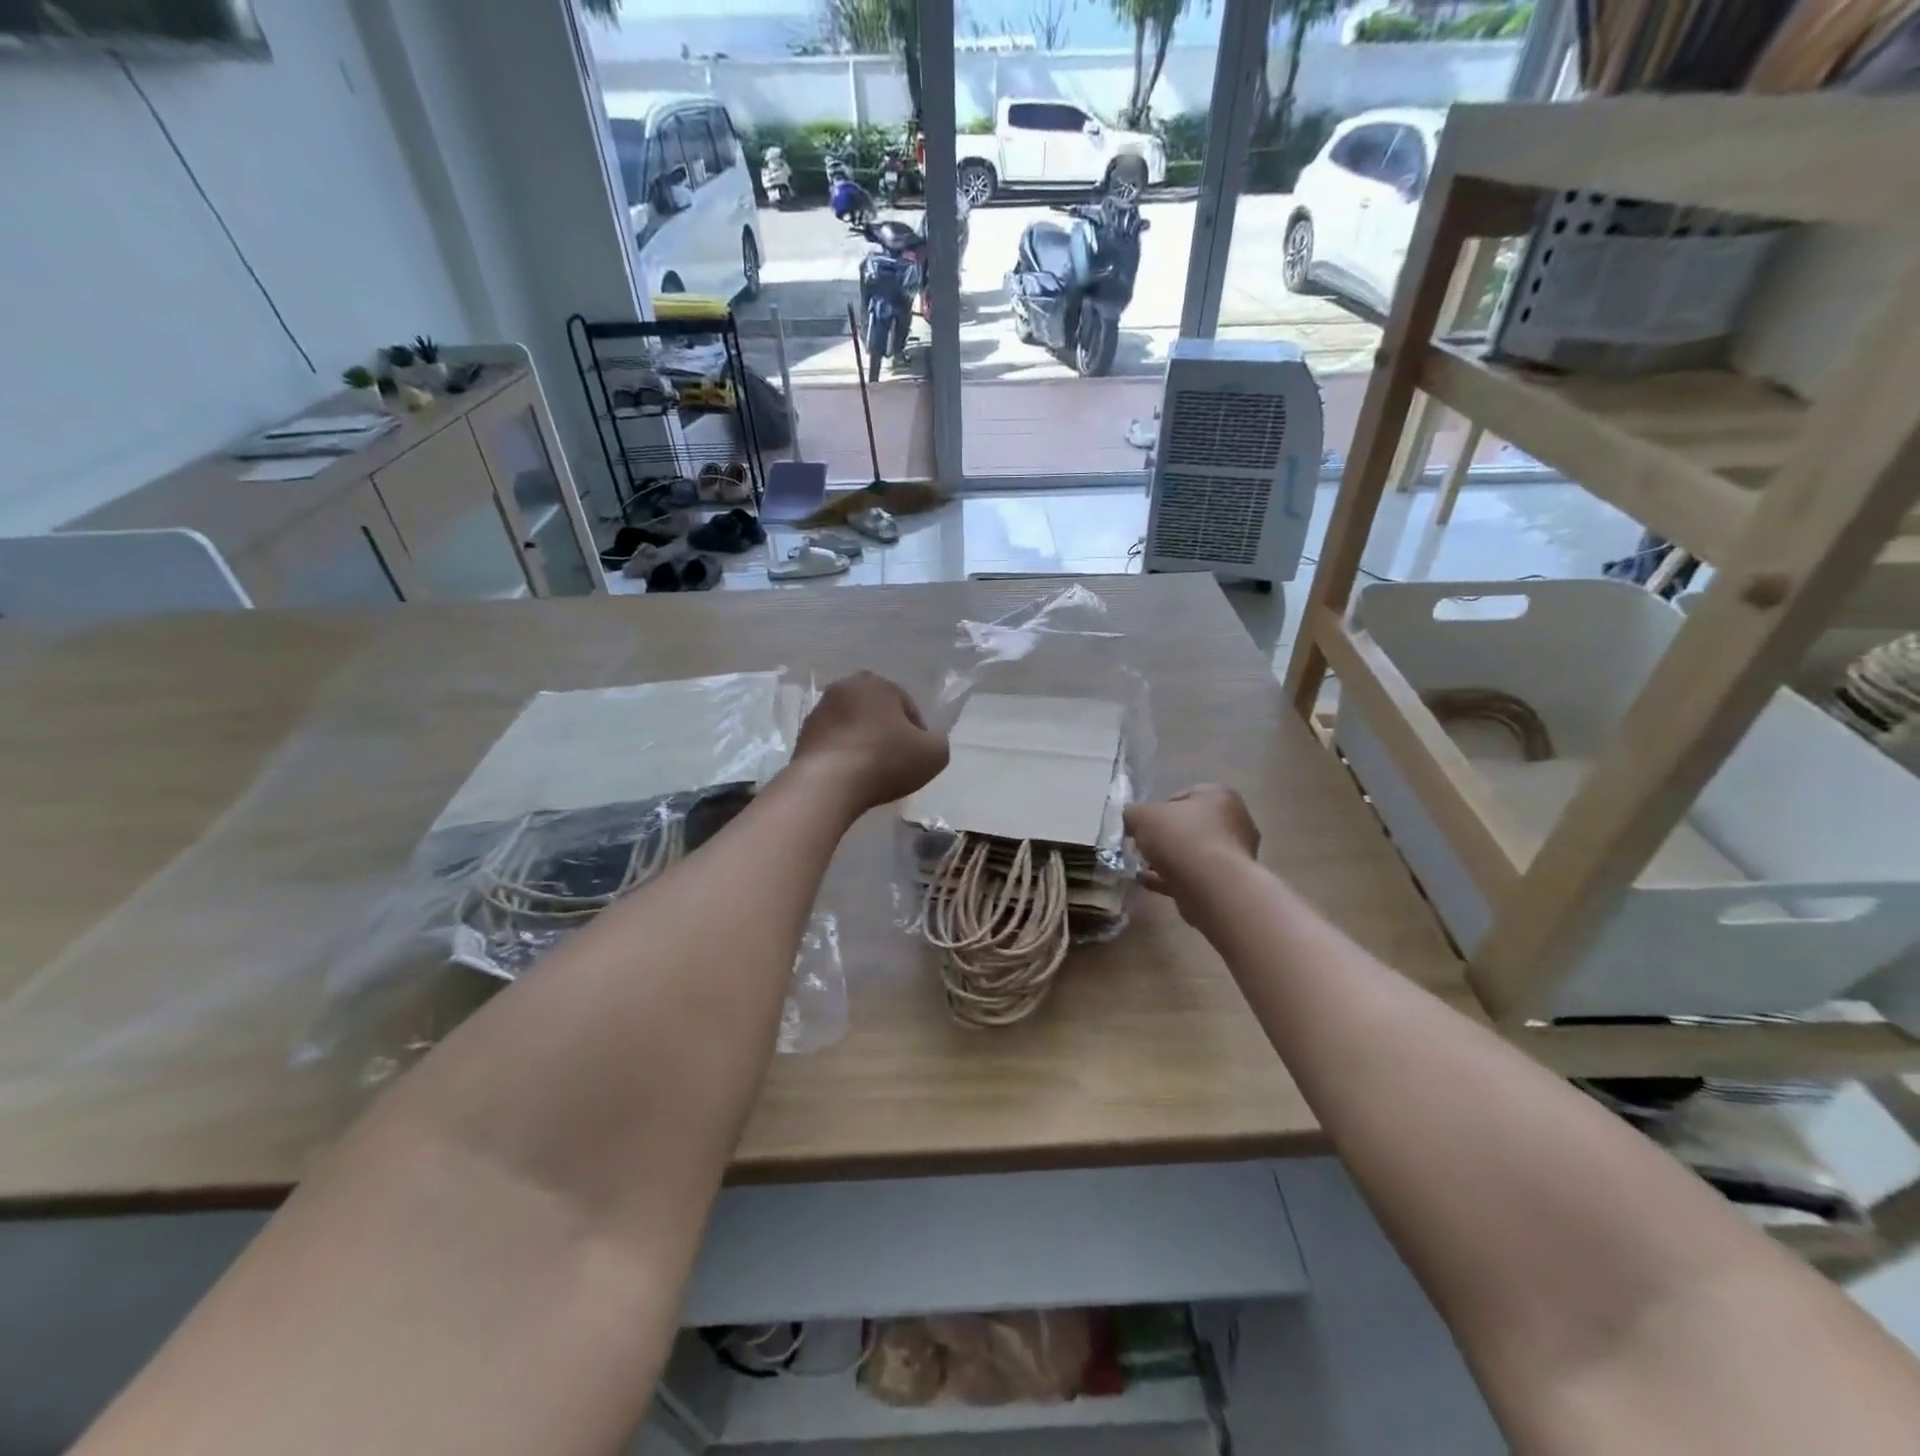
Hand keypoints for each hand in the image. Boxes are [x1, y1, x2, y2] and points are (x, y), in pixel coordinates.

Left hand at [791, 672, 949, 815]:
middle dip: (887, 733)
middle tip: (895, 763)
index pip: (908, 707)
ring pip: (853, 726)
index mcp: (877, 683)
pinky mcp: (802, 735)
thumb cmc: (884, 761)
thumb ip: (938, 741)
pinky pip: (833, 743)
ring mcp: (819, 710)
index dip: (918, 734)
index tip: (917, 758)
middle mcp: (845, 687)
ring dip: (863, 743)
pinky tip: (849, 777)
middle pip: (877, 713)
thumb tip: (928, 741)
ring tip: (871, 773)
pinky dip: (843, 755)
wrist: (827, 783)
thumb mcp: (934, 754)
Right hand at [1125, 785, 1259, 910]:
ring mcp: (1235, 854)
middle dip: (1164, 837)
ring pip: (1193, 853)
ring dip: (1168, 859)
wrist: (1212, 887)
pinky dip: (1172, 877)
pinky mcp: (1230, 882)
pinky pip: (1195, 875)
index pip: (1182, 796)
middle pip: (1189, 826)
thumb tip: (1132, 819)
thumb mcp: (1142, 816)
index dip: (1156, 810)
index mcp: (1218, 796)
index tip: (1141, 825)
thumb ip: (1133, 813)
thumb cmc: (1181, 838)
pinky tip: (1148, 882)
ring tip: (1142, 867)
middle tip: (1141, 846)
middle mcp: (1234, 821)